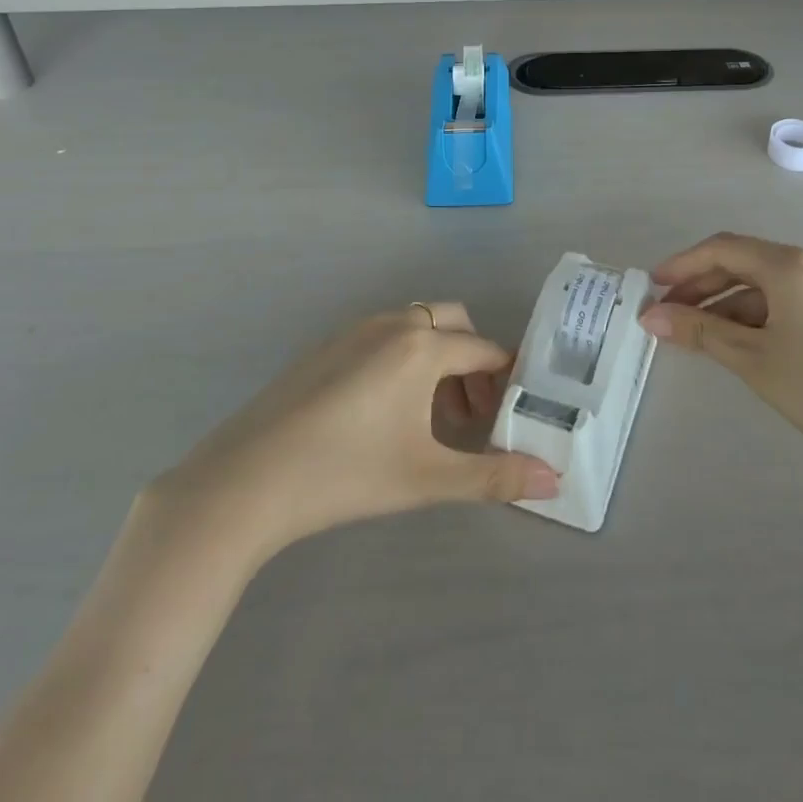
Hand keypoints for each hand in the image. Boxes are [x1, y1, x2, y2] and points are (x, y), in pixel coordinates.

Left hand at [146, 306, 557, 562]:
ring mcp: (354, 330)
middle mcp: (392, 324)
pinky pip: (383, 336)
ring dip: (438, 359)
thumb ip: (494, 476)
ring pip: (416, 327)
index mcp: (421, 346)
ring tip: (433, 419)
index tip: (514, 411)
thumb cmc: (346, 474)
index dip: (506, 378)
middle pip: (453, 324)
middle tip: (473, 414)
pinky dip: (404, 358)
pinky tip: (385, 412)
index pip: (484, 349)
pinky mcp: (326, 346)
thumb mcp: (427, 479)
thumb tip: (555, 478)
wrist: (247, 479)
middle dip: (473, 362)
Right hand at [641, 234, 802, 497]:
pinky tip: (738, 340)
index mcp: (792, 264)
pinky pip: (789, 299)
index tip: (651, 287)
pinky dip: (757, 314)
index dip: (682, 264)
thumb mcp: (755, 361)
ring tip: (696, 334)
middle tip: (667, 314)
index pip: (723, 248)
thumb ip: (700, 332)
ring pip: (767, 283)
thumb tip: (651, 317)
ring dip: (728, 303)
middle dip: (702, 285)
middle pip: (745, 262)